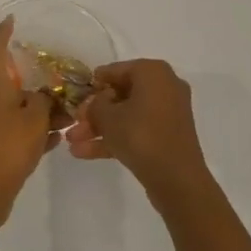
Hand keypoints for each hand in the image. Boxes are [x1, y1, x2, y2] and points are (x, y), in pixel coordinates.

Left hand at [0, 17, 65, 224]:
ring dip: (42, 111)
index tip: (11, 20)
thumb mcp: (34, 119)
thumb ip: (44, 101)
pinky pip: (19, 131)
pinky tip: (58, 139)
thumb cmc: (8, 147)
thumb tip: (44, 96)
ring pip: (20, 110)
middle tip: (64, 85)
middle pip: (14, 85)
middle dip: (39, 85)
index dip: (3, 34)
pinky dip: (36, 131)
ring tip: (70, 116)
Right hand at [65, 58, 213, 206]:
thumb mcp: (108, 117)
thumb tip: (94, 103)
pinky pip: (137, 131)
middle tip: (72, 124)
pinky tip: (84, 153)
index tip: (75, 97)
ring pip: (127, 115)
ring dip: (99, 129)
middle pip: (120, 95)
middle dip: (93, 112)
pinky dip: (115, 139)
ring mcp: (167, 113)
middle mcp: (164, 86)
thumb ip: (95, 105)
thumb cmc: (141, 136)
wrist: (177, 180)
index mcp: (153, 72)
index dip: (93, 84)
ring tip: (72, 142)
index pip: (115, 70)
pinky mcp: (167, 137)